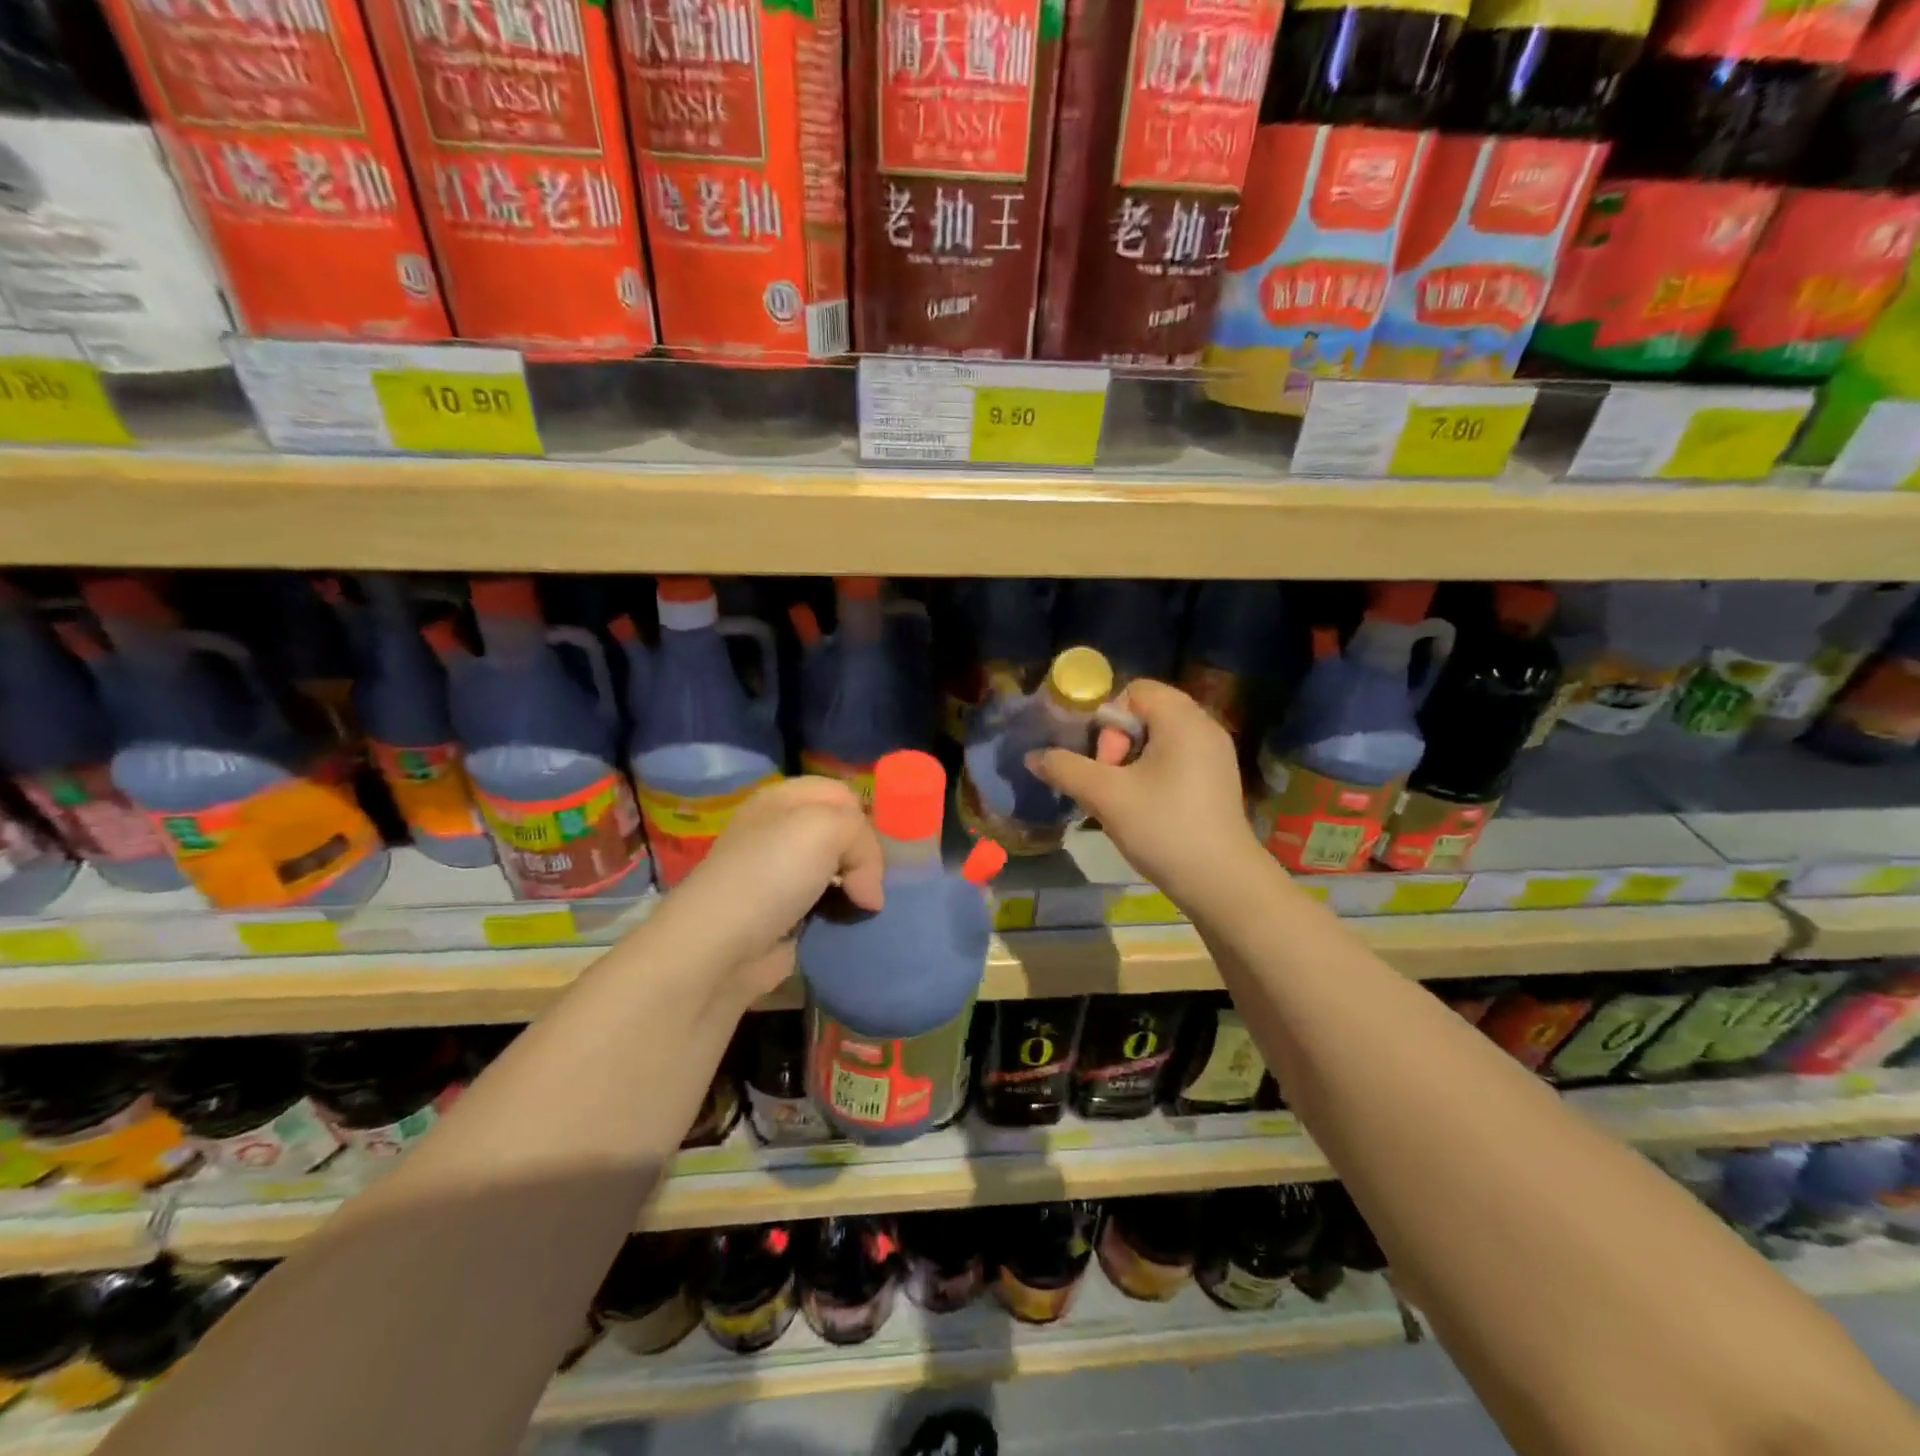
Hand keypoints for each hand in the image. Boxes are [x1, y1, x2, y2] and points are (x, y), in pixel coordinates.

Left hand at [661, 777, 884, 1004]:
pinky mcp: (784, 916)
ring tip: (865, 909)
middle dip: (863, 857)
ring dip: (856, 890)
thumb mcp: (827, 828)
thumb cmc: (771, 873)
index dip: (863, 818)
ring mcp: (780, 876)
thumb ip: (863, 839)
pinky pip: (828, 907)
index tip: (874, 851)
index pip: (842, 794)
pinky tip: (849, 926)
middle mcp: (780, 832)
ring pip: (838, 873)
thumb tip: (868, 891)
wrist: (720, 947)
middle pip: (842, 834)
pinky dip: (842, 917)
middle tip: (868, 885)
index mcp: (782, 799)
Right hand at [1028, 679, 1264, 908]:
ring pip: (1159, 739)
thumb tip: (1032, 756)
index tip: (1102, 759)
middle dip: (1117, 743)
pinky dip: (1153, 774)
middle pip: (1146, 714)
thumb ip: (1065, 769)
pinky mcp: (1217, 780)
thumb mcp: (1106, 796)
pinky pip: (1175, 759)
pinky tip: (1145, 808)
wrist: (1222, 883)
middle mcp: (1204, 727)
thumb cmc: (1164, 828)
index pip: (1134, 691)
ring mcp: (1215, 755)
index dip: (1107, 718)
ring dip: (1131, 761)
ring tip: (1121, 797)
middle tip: (1110, 781)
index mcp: (1183, 719)